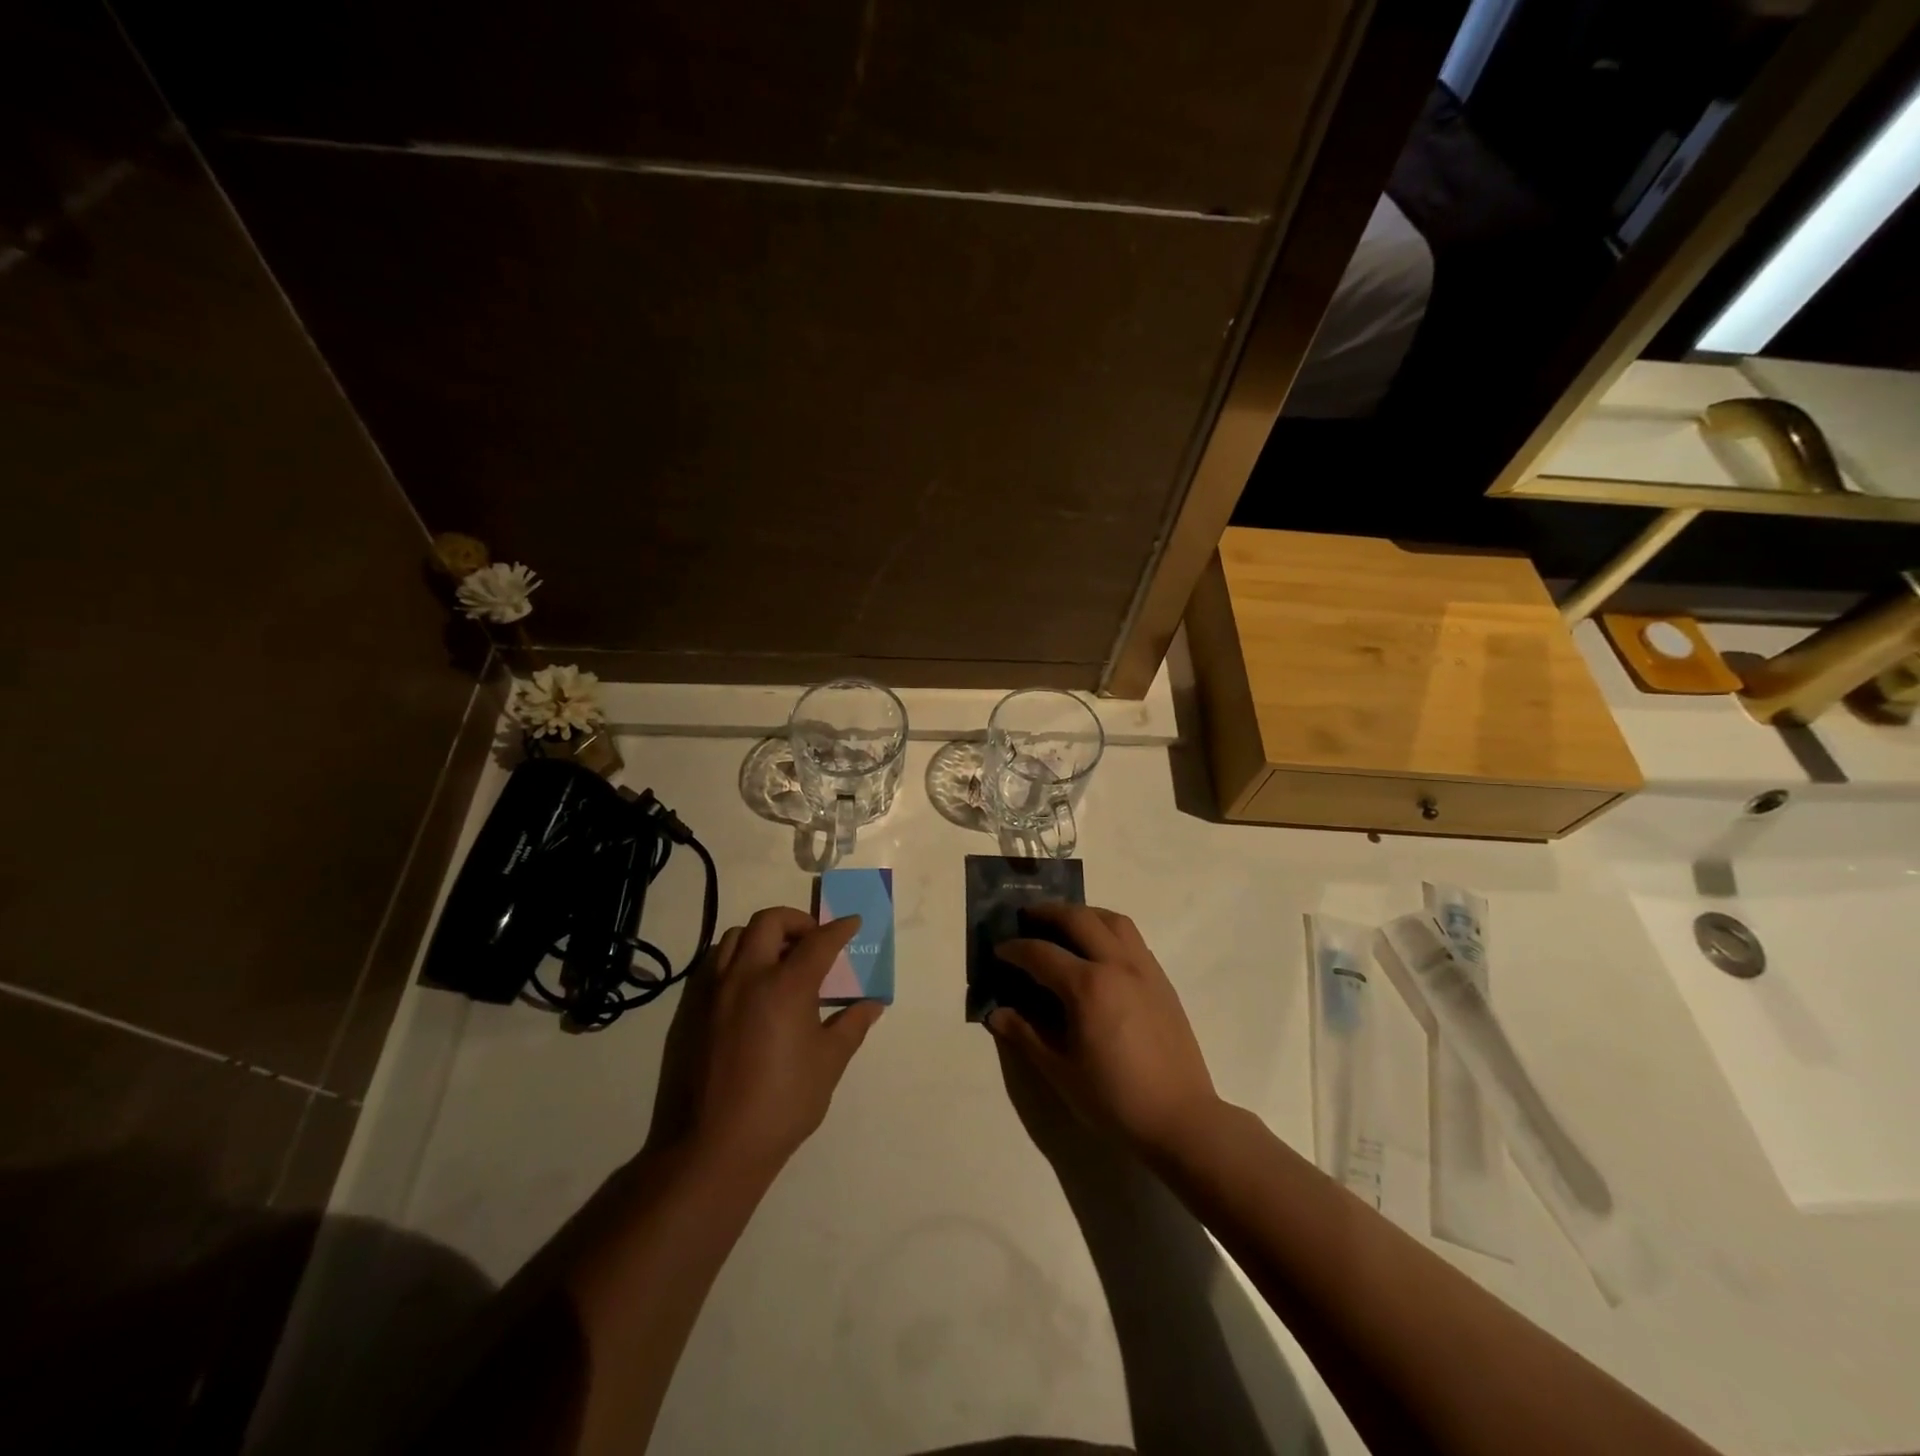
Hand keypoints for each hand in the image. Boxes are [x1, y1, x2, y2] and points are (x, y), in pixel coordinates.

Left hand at [650, 906, 882, 1177]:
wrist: (716, 1145)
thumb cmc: (783, 1103)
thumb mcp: (829, 1063)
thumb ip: (851, 1025)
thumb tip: (872, 1005)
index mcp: (787, 985)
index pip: (819, 941)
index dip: (840, 929)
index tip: (852, 923)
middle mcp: (748, 976)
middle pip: (770, 921)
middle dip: (796, 920)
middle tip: (813, 939)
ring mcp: (715, 990)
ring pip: (736, 936)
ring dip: (762, 936)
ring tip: (779, 958)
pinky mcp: (693, 1009)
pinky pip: (715, 963)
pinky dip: (737, 958)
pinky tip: (750, 985)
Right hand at [988, 904, 1219, 1157]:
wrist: (1180, 1119)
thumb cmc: (1114, 1099)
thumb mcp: (1060, 1072)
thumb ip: (1026, 1036)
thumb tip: (996, 1014)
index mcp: (1087, 986)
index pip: (1041, 953)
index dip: (1014, 949)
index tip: (998, 950)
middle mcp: (1116, 965)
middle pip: (1078, 919)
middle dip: (1048, 912)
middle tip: (1027, 917)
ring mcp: (1144, 969)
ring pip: (1112, 920)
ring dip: (1084, 913)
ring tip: (1065, 923)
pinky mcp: (1162, 980)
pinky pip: (1133, 938)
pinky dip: (1109, 930)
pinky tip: (1100, 950)